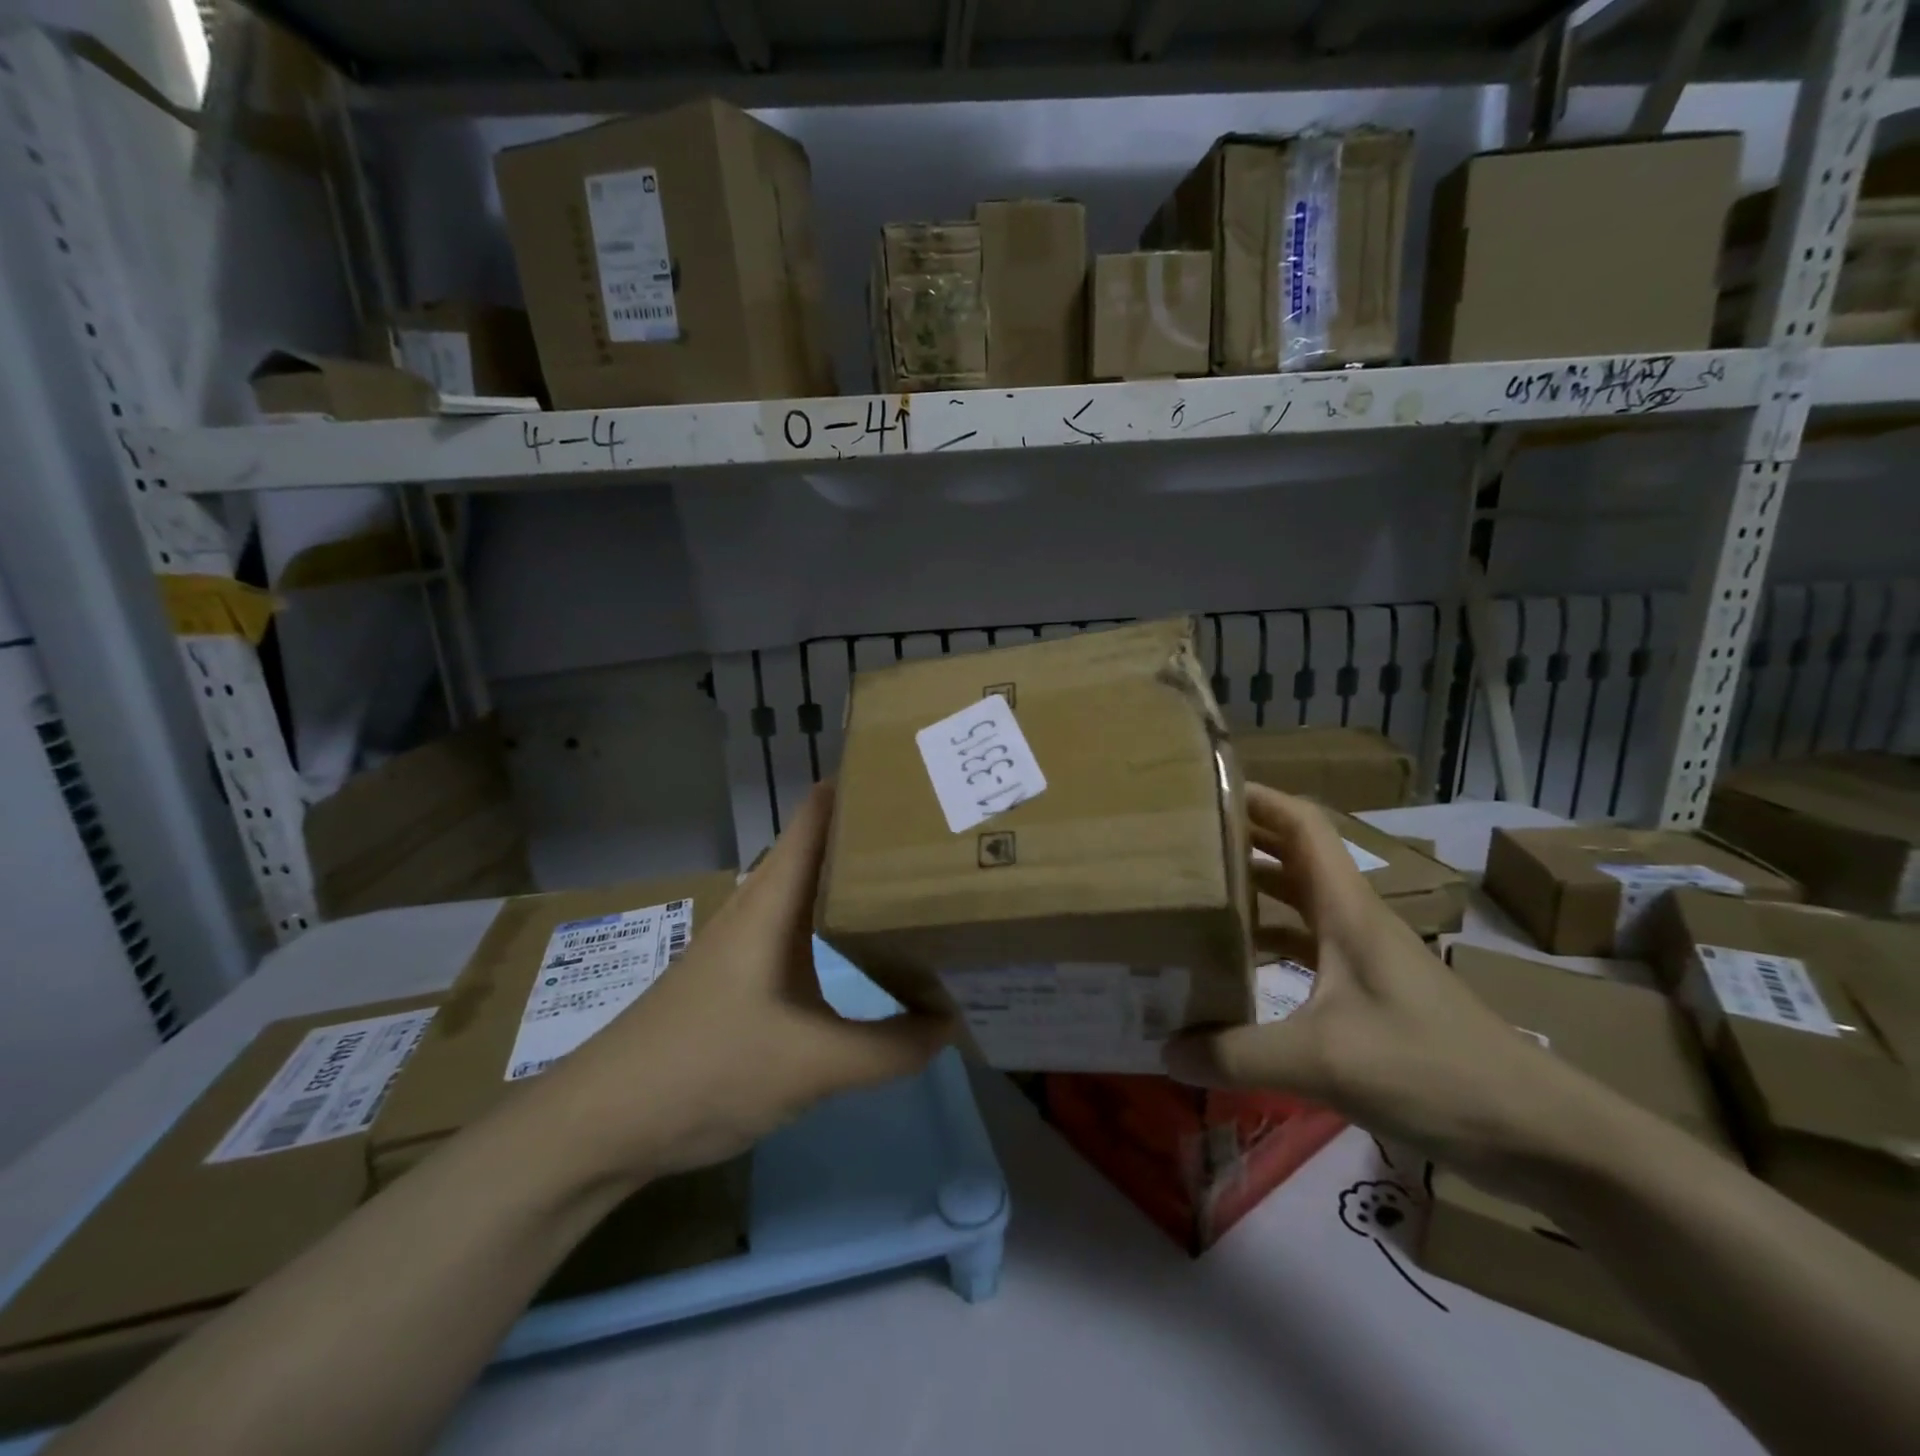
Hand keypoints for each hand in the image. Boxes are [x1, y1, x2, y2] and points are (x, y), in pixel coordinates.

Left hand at [532, 782, 953, 1182]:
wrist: (602, 1123)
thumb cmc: (706, 1068)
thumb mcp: (812, 1065)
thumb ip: (890, 1049)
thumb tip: (951, 1023)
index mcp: (773, 900)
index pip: (819, 814)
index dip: (863, 785)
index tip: (918, 775)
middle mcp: (761, 907)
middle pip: (823, 847)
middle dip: (877, 834)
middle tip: (941, 829)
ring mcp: (747, 942)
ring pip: (813, 891)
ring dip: (858, 881)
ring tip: (921, 878)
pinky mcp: (741, 976)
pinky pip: (803, 930)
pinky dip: (840, 924)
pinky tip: (868, 948)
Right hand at [1164, 786, 1600, 1187]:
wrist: (1539, 1132)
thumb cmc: (1434, 1071)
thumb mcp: (1324, 1062)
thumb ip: (1238, 1054)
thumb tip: (1166, 1050)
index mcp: (1349, 910)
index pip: (1303, 824)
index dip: (1258, 798)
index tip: (1204, 793)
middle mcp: (1355, 920)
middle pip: (1294, 858)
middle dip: (1241, 842)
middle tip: (1180, 846)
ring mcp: (1366, 958)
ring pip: (1299, 905)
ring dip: (1253, 895)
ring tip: (1195, 900)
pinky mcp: (1372, 994)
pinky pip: (1309, 949)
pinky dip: (1271, 946)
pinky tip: (1238, 971)